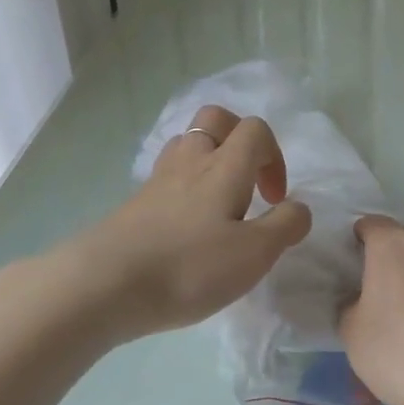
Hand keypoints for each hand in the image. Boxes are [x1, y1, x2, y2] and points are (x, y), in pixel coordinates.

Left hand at [70, 104, 311, 342]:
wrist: (105, 284)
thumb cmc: (189, 266)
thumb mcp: (254, 254)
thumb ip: (284, 226)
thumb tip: (299, 207)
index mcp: (224, 166)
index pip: (255, 130)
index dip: (274, 156)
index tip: (273, 199)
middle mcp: (191, 161)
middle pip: (214, 120)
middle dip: (238, 140)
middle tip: (247, 182)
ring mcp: (158, 180)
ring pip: (187, 145)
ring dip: (209, 162)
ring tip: (218, 205)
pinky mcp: (135, 203)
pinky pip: (168, 177)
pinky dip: (185, 188)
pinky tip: (188, 228)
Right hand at [337, 216, 403, 404]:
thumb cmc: (397, 345)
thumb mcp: (351, 330)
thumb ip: (349, 306)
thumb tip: (359, 302)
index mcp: (393, 242)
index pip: (368, 225)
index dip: (354, 245)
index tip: (347, 272)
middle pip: (399, 249)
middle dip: (384, 272)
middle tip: (369, 307)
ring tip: (394, 345)